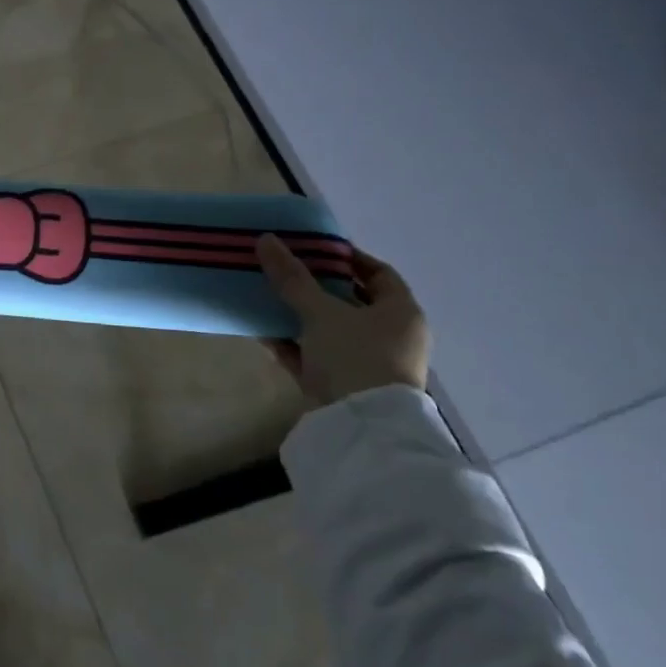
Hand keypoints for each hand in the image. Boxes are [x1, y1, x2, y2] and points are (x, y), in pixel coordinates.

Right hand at [257, 235, 429, 406]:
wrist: (362, 427)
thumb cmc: (355, 356)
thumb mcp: (320, 312)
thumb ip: (292, 278)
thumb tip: (267, 239)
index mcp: (401, 313)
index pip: (379, 273)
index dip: (348, 257)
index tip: (314, 248)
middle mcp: (391, 336)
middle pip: (351, 301)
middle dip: (317, 286)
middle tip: (285, 270)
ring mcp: (368, 363)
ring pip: (331, 329)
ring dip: (301, 315)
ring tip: (268, 297)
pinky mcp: (344, 385)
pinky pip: (316, 355)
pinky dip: (294, 344)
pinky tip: (264, 332)